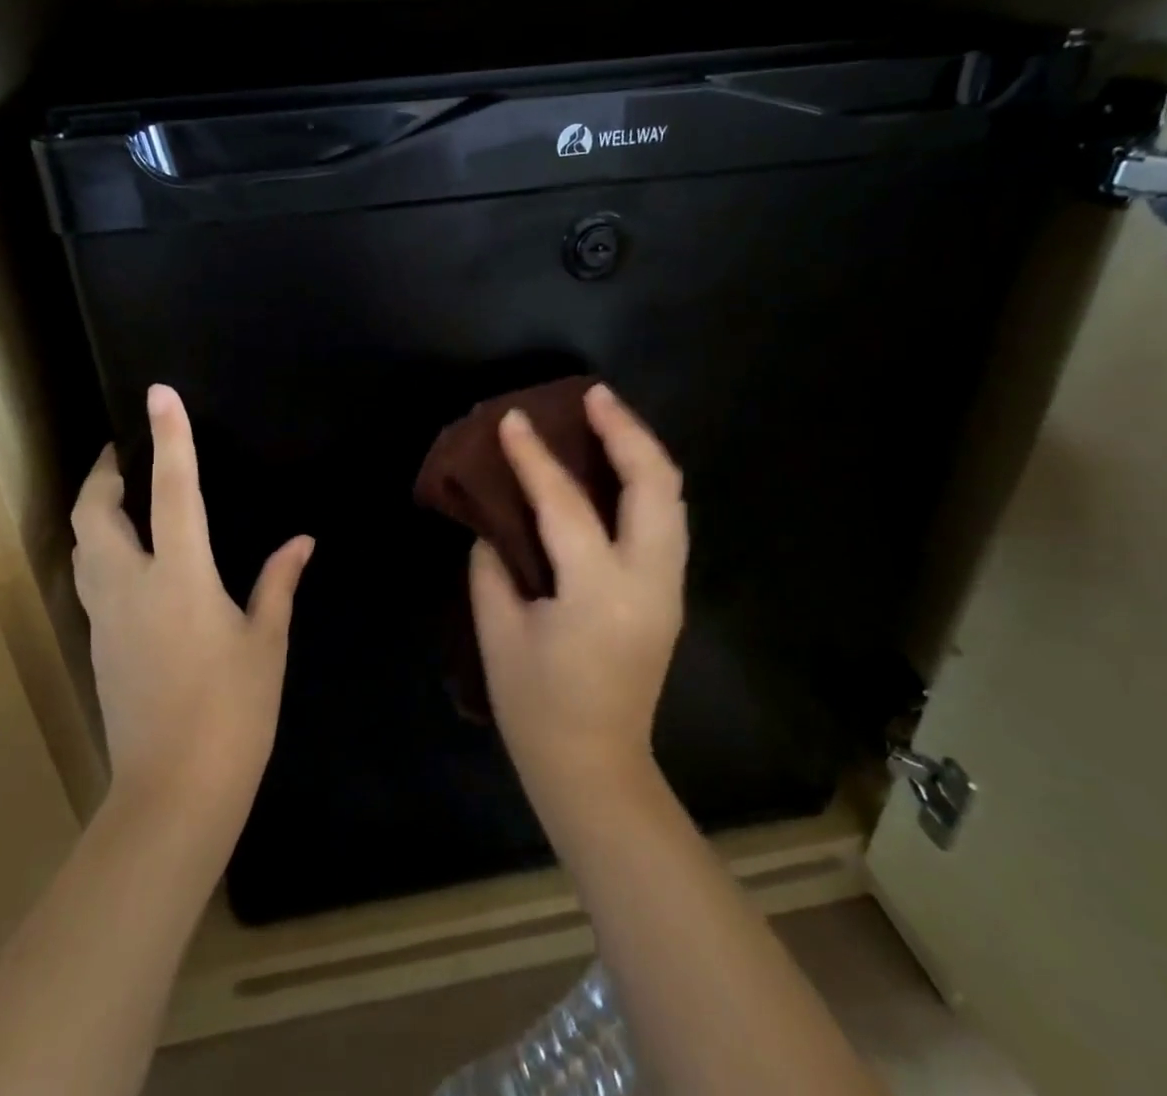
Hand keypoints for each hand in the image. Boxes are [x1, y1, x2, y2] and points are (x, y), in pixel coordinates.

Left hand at [70, 384, 312, 829]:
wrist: (172, 793)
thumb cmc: (233, 713)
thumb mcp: (266, 643)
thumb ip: (278, 583)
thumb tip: (301, 541)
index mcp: (181, 578)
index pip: (174, 491)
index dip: (170, 438)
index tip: (160, 395)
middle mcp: (132, 586)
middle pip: (96, 513)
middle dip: (104, 472)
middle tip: (124, 452)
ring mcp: (107, 616)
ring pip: (82, 545)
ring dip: (94, 510)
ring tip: (121, 496)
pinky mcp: (99, 643)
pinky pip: (90, 577)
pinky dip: (100, 549)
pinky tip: (128, 557)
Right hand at [470, 383, 687, 822]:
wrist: (596, 770)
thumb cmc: (537, 708)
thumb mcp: (499, 635)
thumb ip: (494, 568)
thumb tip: (496, 525)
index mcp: (598, 593)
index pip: (564, 505)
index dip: (534, 458)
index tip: (512, 419)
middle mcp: (648, 582)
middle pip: (655, 486)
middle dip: (626, 432)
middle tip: (593, 396)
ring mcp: (668, 589)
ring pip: (672, 499)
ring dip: (642, 451)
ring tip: (608, 418)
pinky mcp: (668, 596)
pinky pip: (665, 521)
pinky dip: (645, 483)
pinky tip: (616, 468)